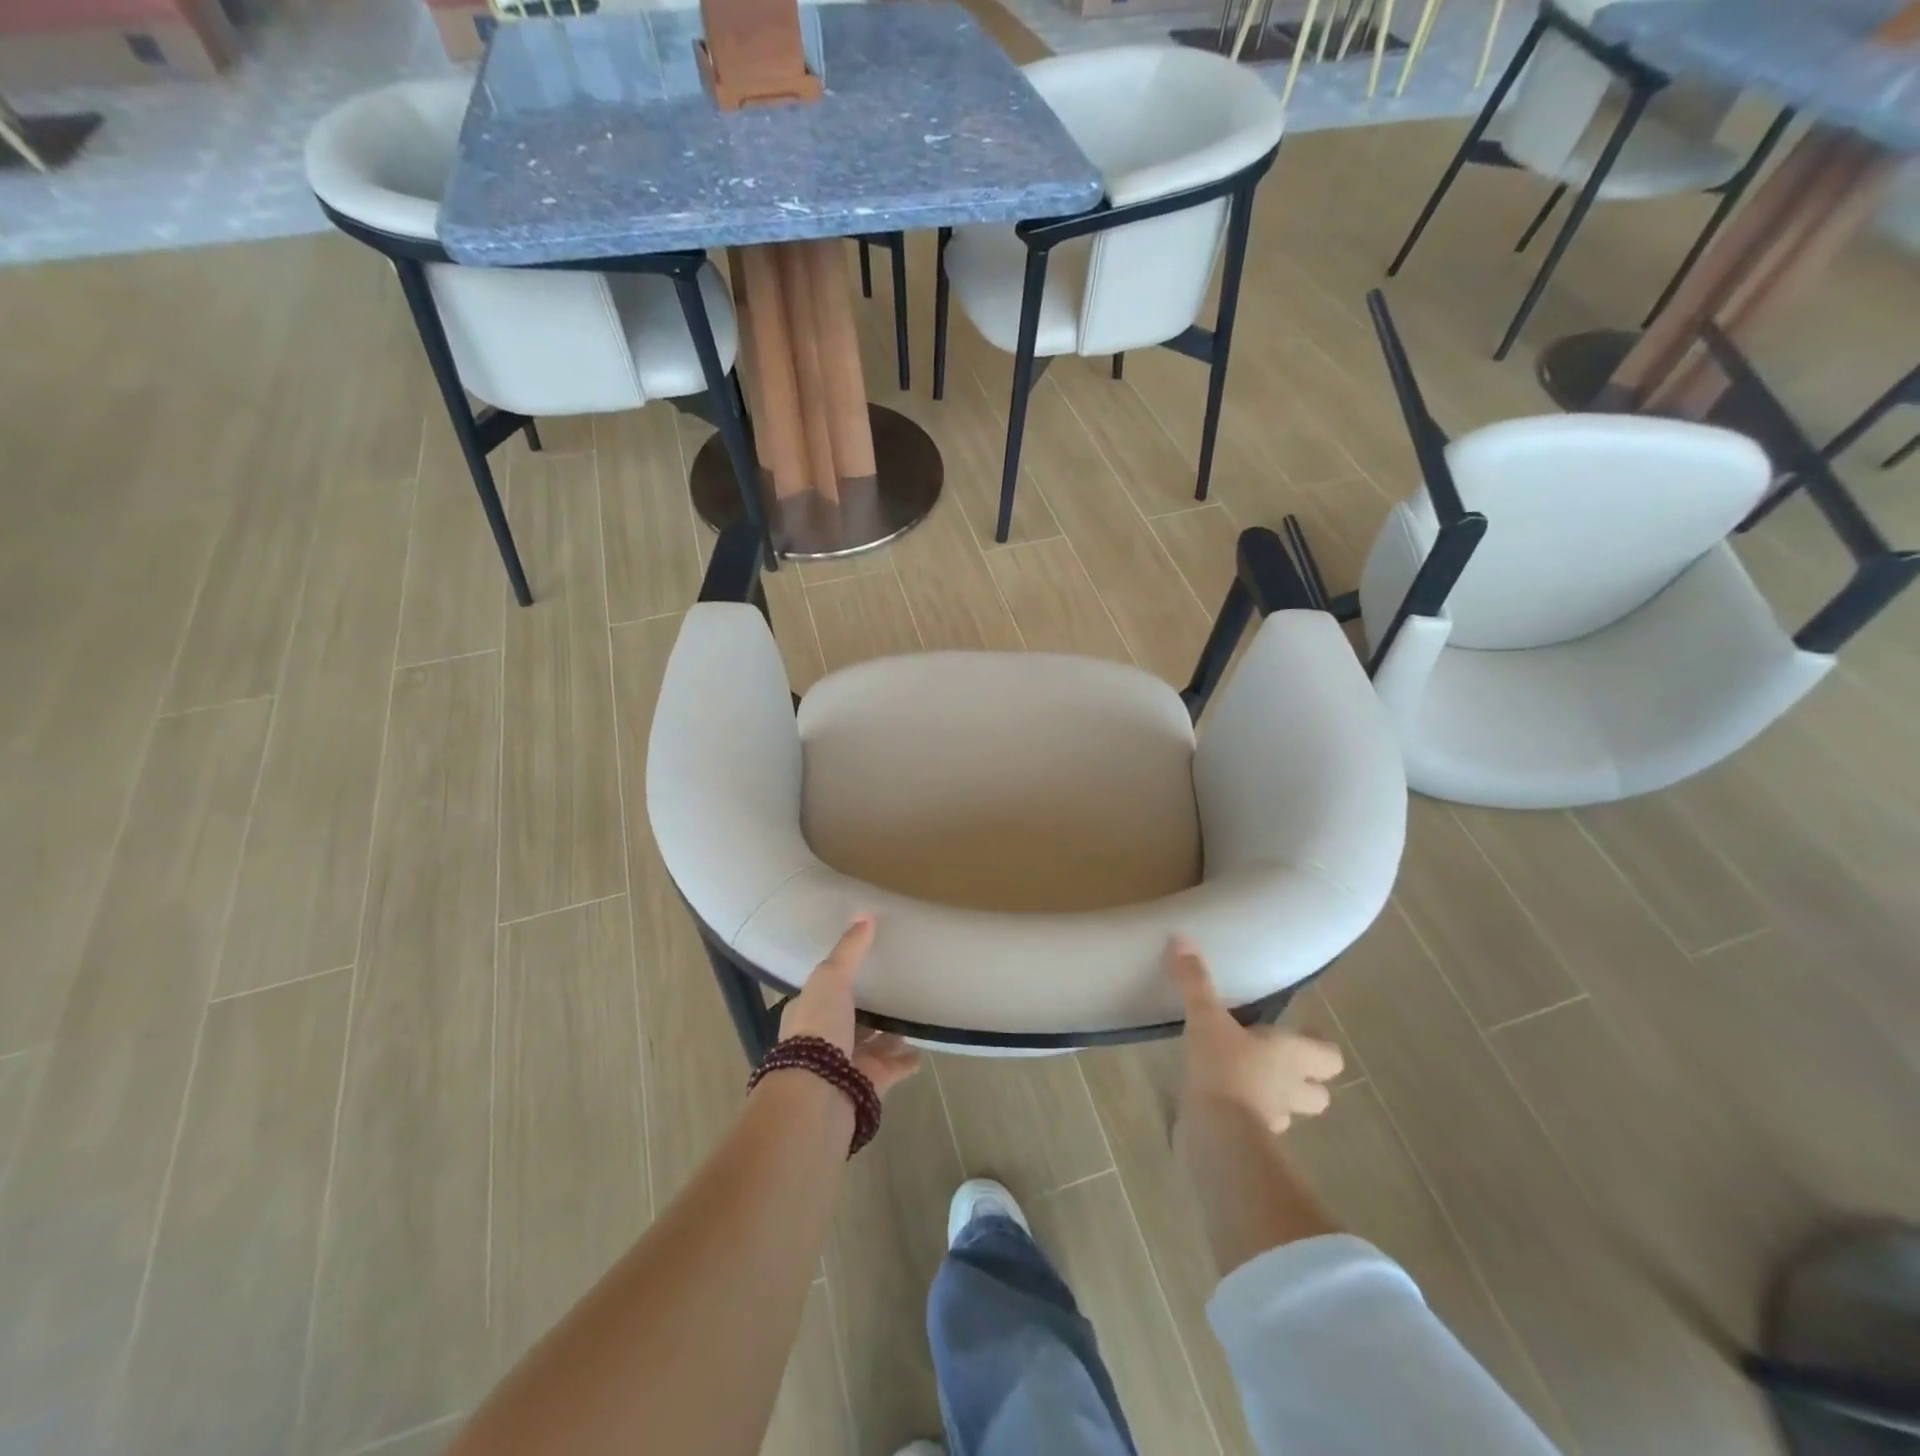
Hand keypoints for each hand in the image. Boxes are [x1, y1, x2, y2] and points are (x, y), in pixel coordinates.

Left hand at [779, 915, 920, 1097]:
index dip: (838, 982)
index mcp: (807, 1013)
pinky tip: (921, 1052)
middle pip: (849, 1021)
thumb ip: (849, 949)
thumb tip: (866, 914)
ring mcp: (846, 1064)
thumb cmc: (818, 1026)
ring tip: (911, 1022)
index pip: (823, 994)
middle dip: (866, 1012)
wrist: (819, 1090)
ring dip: (888, 1037)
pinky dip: (905, 1062)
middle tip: (890, 994)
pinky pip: (892, 1069)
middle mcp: (823, 1040)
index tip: (858, 971)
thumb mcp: (831, 977)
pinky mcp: (868, 1084)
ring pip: (871, 1046)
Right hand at [1169, 937, 1342, 1134]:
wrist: (1217, 1134)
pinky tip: (1224, 1102)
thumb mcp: (1205, 1018)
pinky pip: (1259, 1127)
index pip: (1331, 1057)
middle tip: (1277, 1061)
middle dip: (1305, 1081)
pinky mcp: (1253, 1141)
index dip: (1320, 1046)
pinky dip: (1248, 1116)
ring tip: (1249, 1081)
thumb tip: (1182, 939)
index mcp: (1292, 1056)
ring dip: (1277, 1099)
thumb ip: (1195, 982)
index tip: (1301, 1034)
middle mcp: (1292, 1089)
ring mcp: (1276, 1120)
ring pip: (1289, 1111)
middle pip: (1319, 1093)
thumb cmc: (1224, 1068)